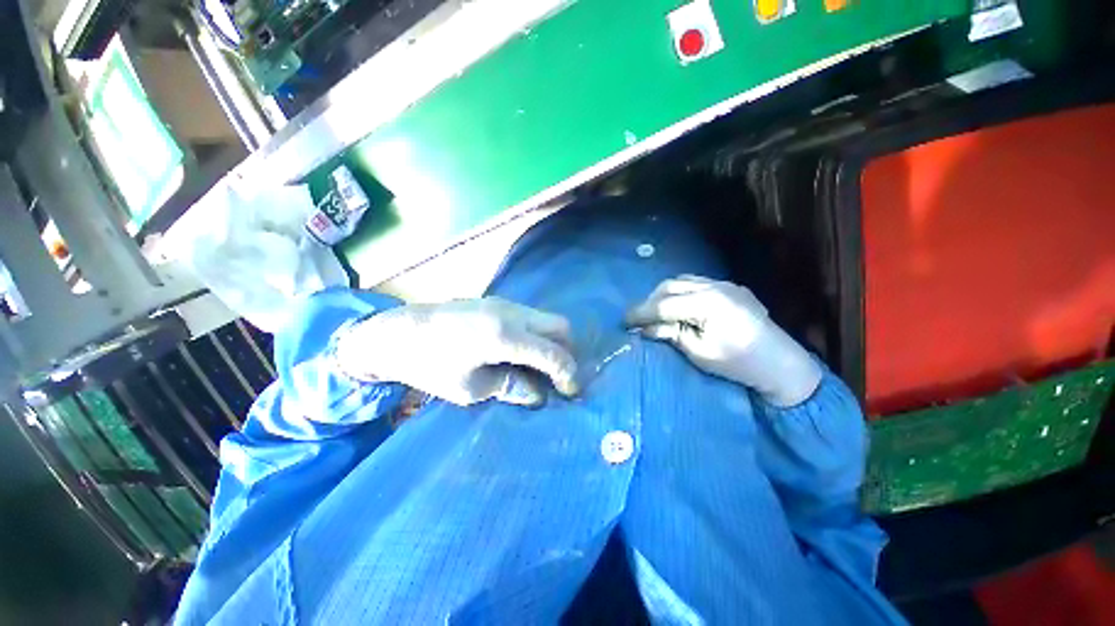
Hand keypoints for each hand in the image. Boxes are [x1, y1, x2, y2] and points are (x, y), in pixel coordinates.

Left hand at [334, 297, 578, 406]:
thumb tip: (538, 395)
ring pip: (547, 318)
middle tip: (557, 376)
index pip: (554, 354)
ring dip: (552, 341)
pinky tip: (521, 350)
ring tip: (540, 365)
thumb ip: (511, 387)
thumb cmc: (430, 365)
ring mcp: (506, 303)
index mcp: (505, 337)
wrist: (397, 331)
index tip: (569, 392)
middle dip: (567, 352)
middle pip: (560, 326)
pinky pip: (531, 316)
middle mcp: (512, 314)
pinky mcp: (498, 301)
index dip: (568, 374)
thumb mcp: (470, 389)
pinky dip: (537, 333)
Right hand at [625, 275, 821, 406]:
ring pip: (683, 281)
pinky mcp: (731, 288)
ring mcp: (725, 284)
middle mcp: (715, 286)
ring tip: (655, 311)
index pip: (664, 304)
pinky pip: (698, 283)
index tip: (623, 320)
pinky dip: (681, 292)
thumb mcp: (699, 352)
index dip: (641, 312)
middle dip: (650, 301)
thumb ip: (670, 334)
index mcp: (708, 303)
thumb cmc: (738, 364)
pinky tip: (678, 305)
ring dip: (664, 294)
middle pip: (671, 286)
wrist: (781, 364)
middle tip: (638, 318)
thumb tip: (644, 328)